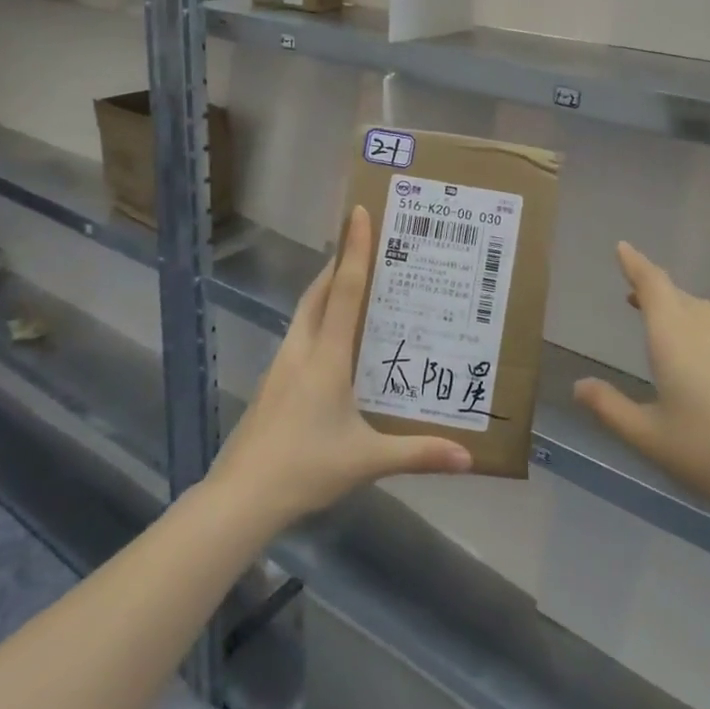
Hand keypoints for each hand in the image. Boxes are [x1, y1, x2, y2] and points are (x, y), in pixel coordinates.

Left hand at [208, 205, 471, 523]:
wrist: (241, 496)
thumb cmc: (306, 468)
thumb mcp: (367, 460)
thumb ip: (418, 453)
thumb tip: (467, 457)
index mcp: (326, 357)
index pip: (344, 291)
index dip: (354, 250)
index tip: (358, 212)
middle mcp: (301, 349)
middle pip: (318, 292)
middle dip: (339, 263)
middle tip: (364, 245)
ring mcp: (280, 365)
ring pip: (304, 312)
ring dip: (325, 290)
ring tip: (351, 286)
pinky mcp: (272, 382)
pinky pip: (298, 335)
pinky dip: (316, 320)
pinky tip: (331, 343)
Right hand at [574, 242, 709, 547]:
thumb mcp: (649, 438)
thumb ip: (610, 408)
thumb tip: (579, 385)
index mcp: (674, 336)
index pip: (652, 283)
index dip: (635, 264)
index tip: (623, 247)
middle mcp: (708, 328)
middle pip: (678, 296)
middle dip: (654, 290)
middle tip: (634, 295)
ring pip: (704, 314)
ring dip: (680, 311)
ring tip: (665, 326)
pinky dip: (705, 333)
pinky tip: (707, 363)